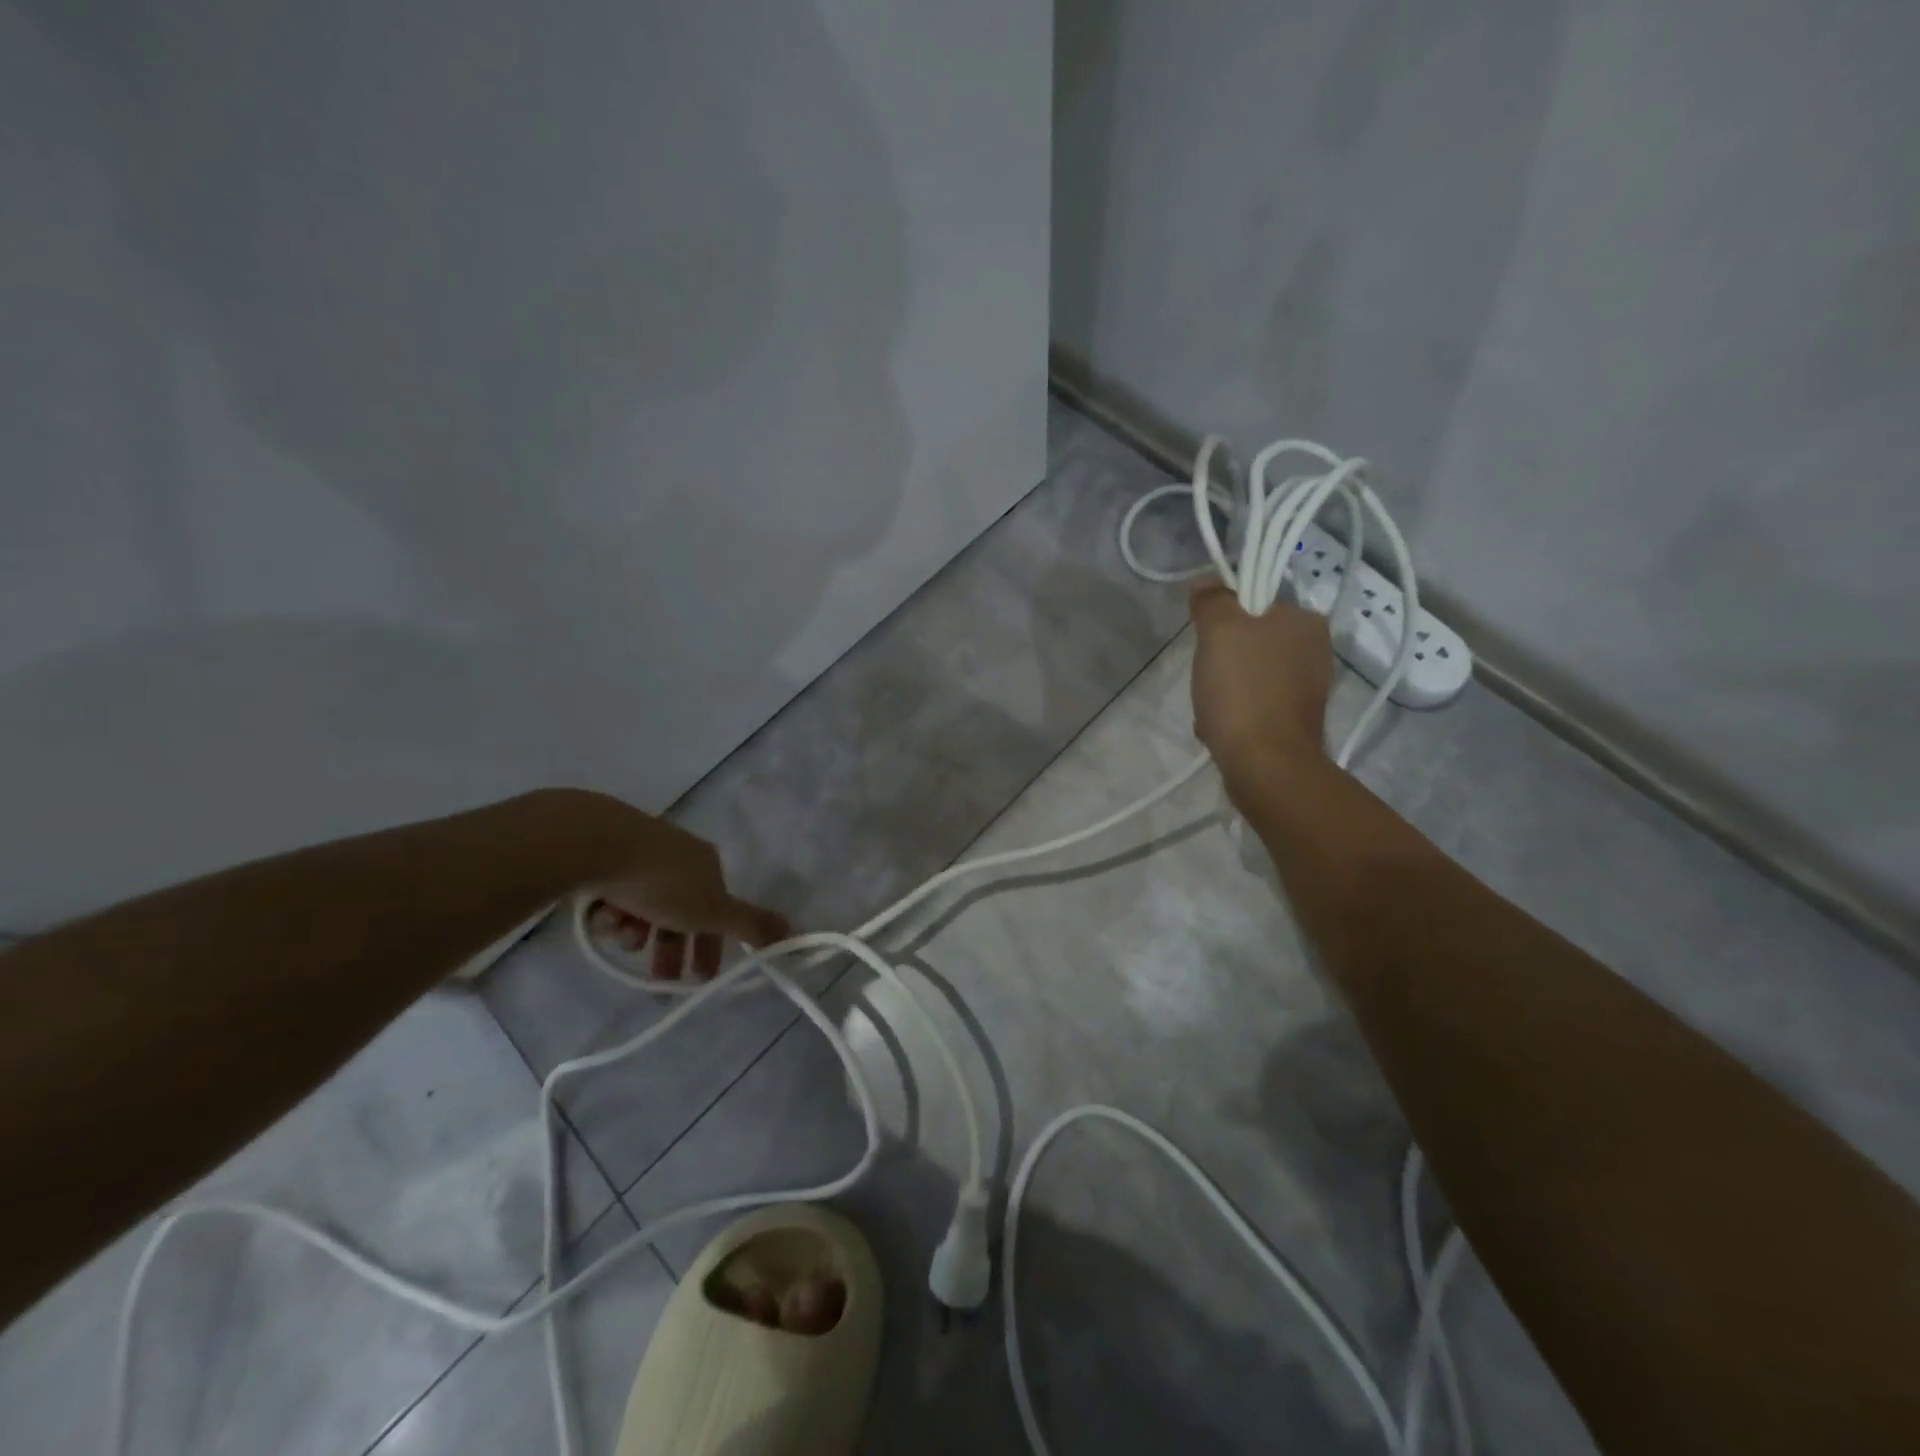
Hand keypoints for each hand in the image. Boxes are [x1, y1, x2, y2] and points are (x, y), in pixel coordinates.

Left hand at [581, 805, 789, 981]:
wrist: (597, 846)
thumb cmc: (662, 882)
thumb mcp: (714, 911)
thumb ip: (753, 925)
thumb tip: (800, 934)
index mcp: (708, 864)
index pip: (717, 911)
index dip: (711, 947)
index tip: (698, 980)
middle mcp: (678, 855)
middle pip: (678, 913)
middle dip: (670, 949)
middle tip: (656, 984)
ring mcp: (639, 853)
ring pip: (642, 907)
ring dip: (635, 931)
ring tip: (620, 936)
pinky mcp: (604, 856)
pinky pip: (613, 894)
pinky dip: (609, 910)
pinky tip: (600, 913)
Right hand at [1189, 578, 1332, 787]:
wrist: (1265, 765)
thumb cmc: (1244, 691)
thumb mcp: (1219, 632)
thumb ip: (1213, 601)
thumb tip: (1206, 582)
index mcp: (1306, 621)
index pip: (1254, 602)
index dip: (1222, 618)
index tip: (1206, 641)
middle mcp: (1315, 650)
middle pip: (1249, 639)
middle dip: (1221, 659)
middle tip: (1206, 677)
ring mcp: (1307, 688)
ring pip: (1249, 673)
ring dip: (1223, 689)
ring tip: (1210, 709)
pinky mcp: (1295, 720)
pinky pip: (1254, 704)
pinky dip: (1234, 713)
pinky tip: (1220, 727)